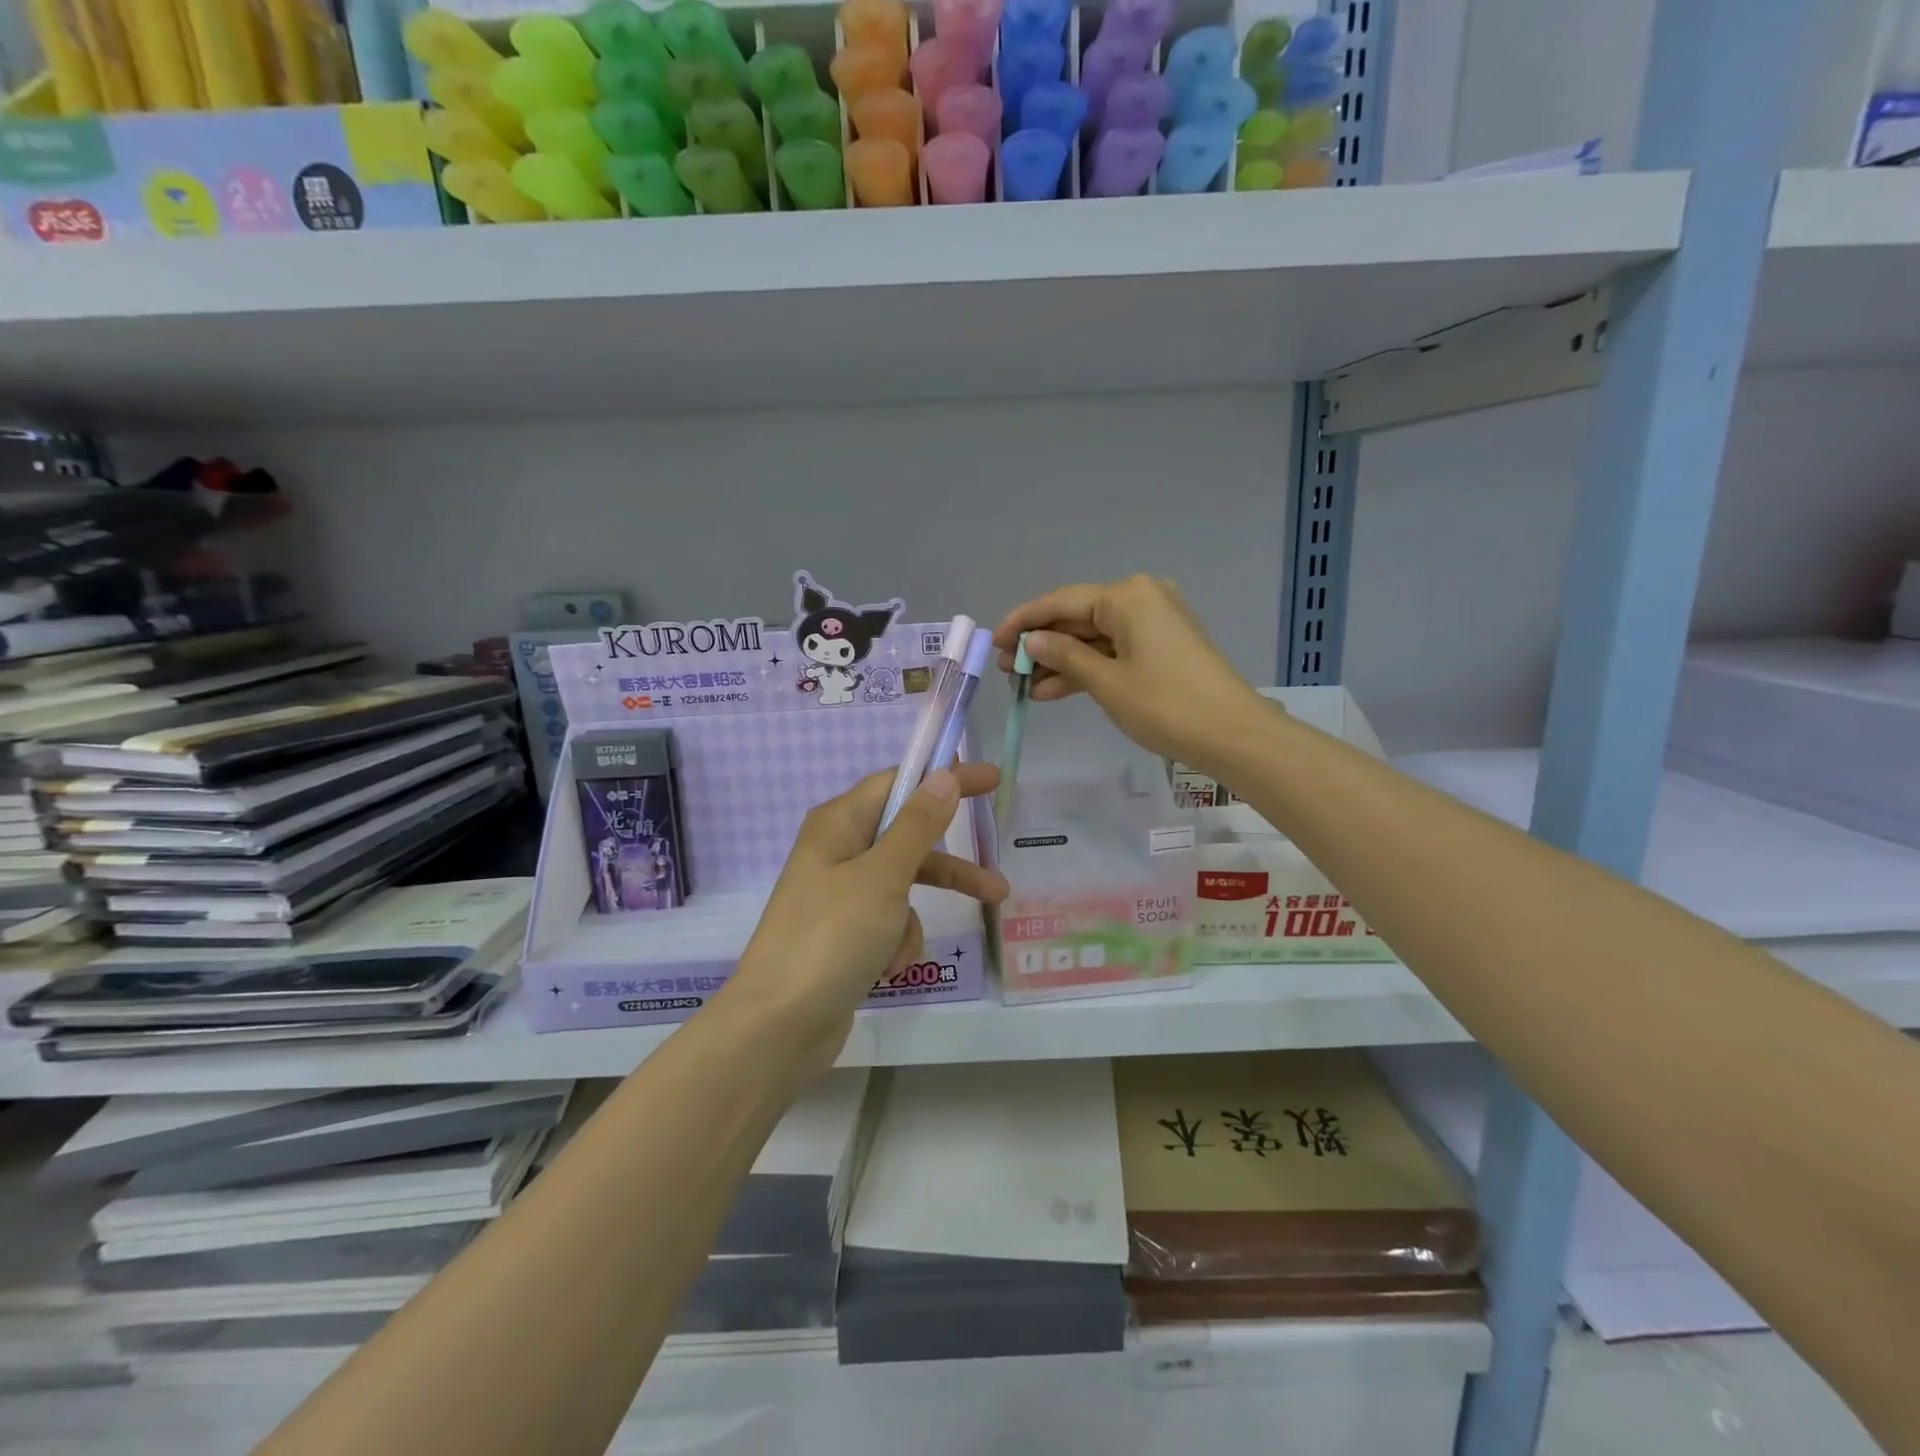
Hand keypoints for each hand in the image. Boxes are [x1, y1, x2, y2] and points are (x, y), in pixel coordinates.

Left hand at [721, 763, 1007, 1074]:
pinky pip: (888, 923)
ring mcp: (839, 896)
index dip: (942, 777)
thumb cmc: (832, 937)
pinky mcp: (844, 935)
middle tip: (998, 858)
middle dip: (949, 857)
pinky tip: (888, 967)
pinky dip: (897, 941)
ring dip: (922, 910)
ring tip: (963, 932)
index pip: (897, 783)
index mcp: (838, 824)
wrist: (778, 1027)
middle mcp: (837, 852)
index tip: (987, 778)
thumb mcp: (883, 876)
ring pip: (902, 885)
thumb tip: (943, 774)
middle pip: (905, 837)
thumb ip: (918, 825)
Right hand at [993, 575, 1266, 774]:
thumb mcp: (1106, 682)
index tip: (992, 641)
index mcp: (1127, 596)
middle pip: (1077, 617)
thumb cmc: (1165, 705)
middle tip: (1004, 670)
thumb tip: (1032, 641)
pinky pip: (1113, 651)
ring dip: (1060, 661)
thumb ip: (1064, 656)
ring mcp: (1154, 623)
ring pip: (1093, 638)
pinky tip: (1052, 690)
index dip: (1023, 621)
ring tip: (1022, 686)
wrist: (1233, 735)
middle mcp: (1141, 598)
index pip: (1061, 602)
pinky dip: (1086, 668)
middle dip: (1040, 645)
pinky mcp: (1162, 646)